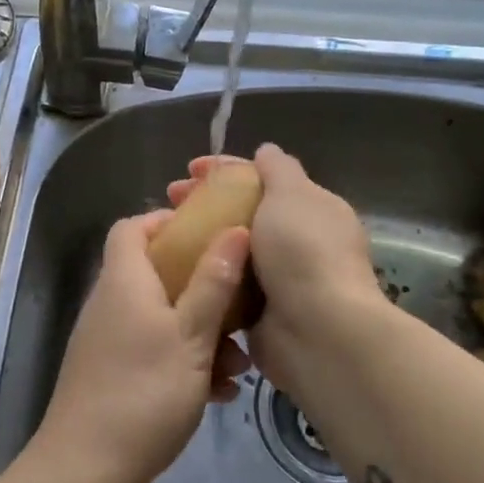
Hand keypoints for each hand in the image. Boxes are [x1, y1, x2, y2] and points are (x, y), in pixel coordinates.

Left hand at [33, 210, 251, 482]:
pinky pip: (153, 349)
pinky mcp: (112, 372)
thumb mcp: (191, 335)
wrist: (87, 467)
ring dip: (201, 332)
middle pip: (155, 272)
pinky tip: (219, 392)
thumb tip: (234, 229)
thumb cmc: (144, 391)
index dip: (167, 222)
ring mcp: (109, 338)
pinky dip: (184, 360)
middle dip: (201, 288)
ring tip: (237, 364)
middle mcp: (111, 301)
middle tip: (238, 306)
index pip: (133, 227)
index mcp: (124, 279)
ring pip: (161, 316)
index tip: (208, 234)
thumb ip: (213, 282)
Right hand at [169, 145, 384, 397]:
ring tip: (165, 235)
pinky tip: (175, 269)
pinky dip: (204, 275)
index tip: (188, 169)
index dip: (224, 169)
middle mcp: (297, 242)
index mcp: (311, 210)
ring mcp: (278, 279)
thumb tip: (266, 150)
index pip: (263, 178)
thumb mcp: (292, 194)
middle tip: (169, 201)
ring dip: (200, 239)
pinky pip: (225, 285)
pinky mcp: (259, 312)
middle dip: (205, 203)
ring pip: (230, 249)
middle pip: (242, 212)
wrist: (319, 332)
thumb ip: (278, 168)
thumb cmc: (304, 252)